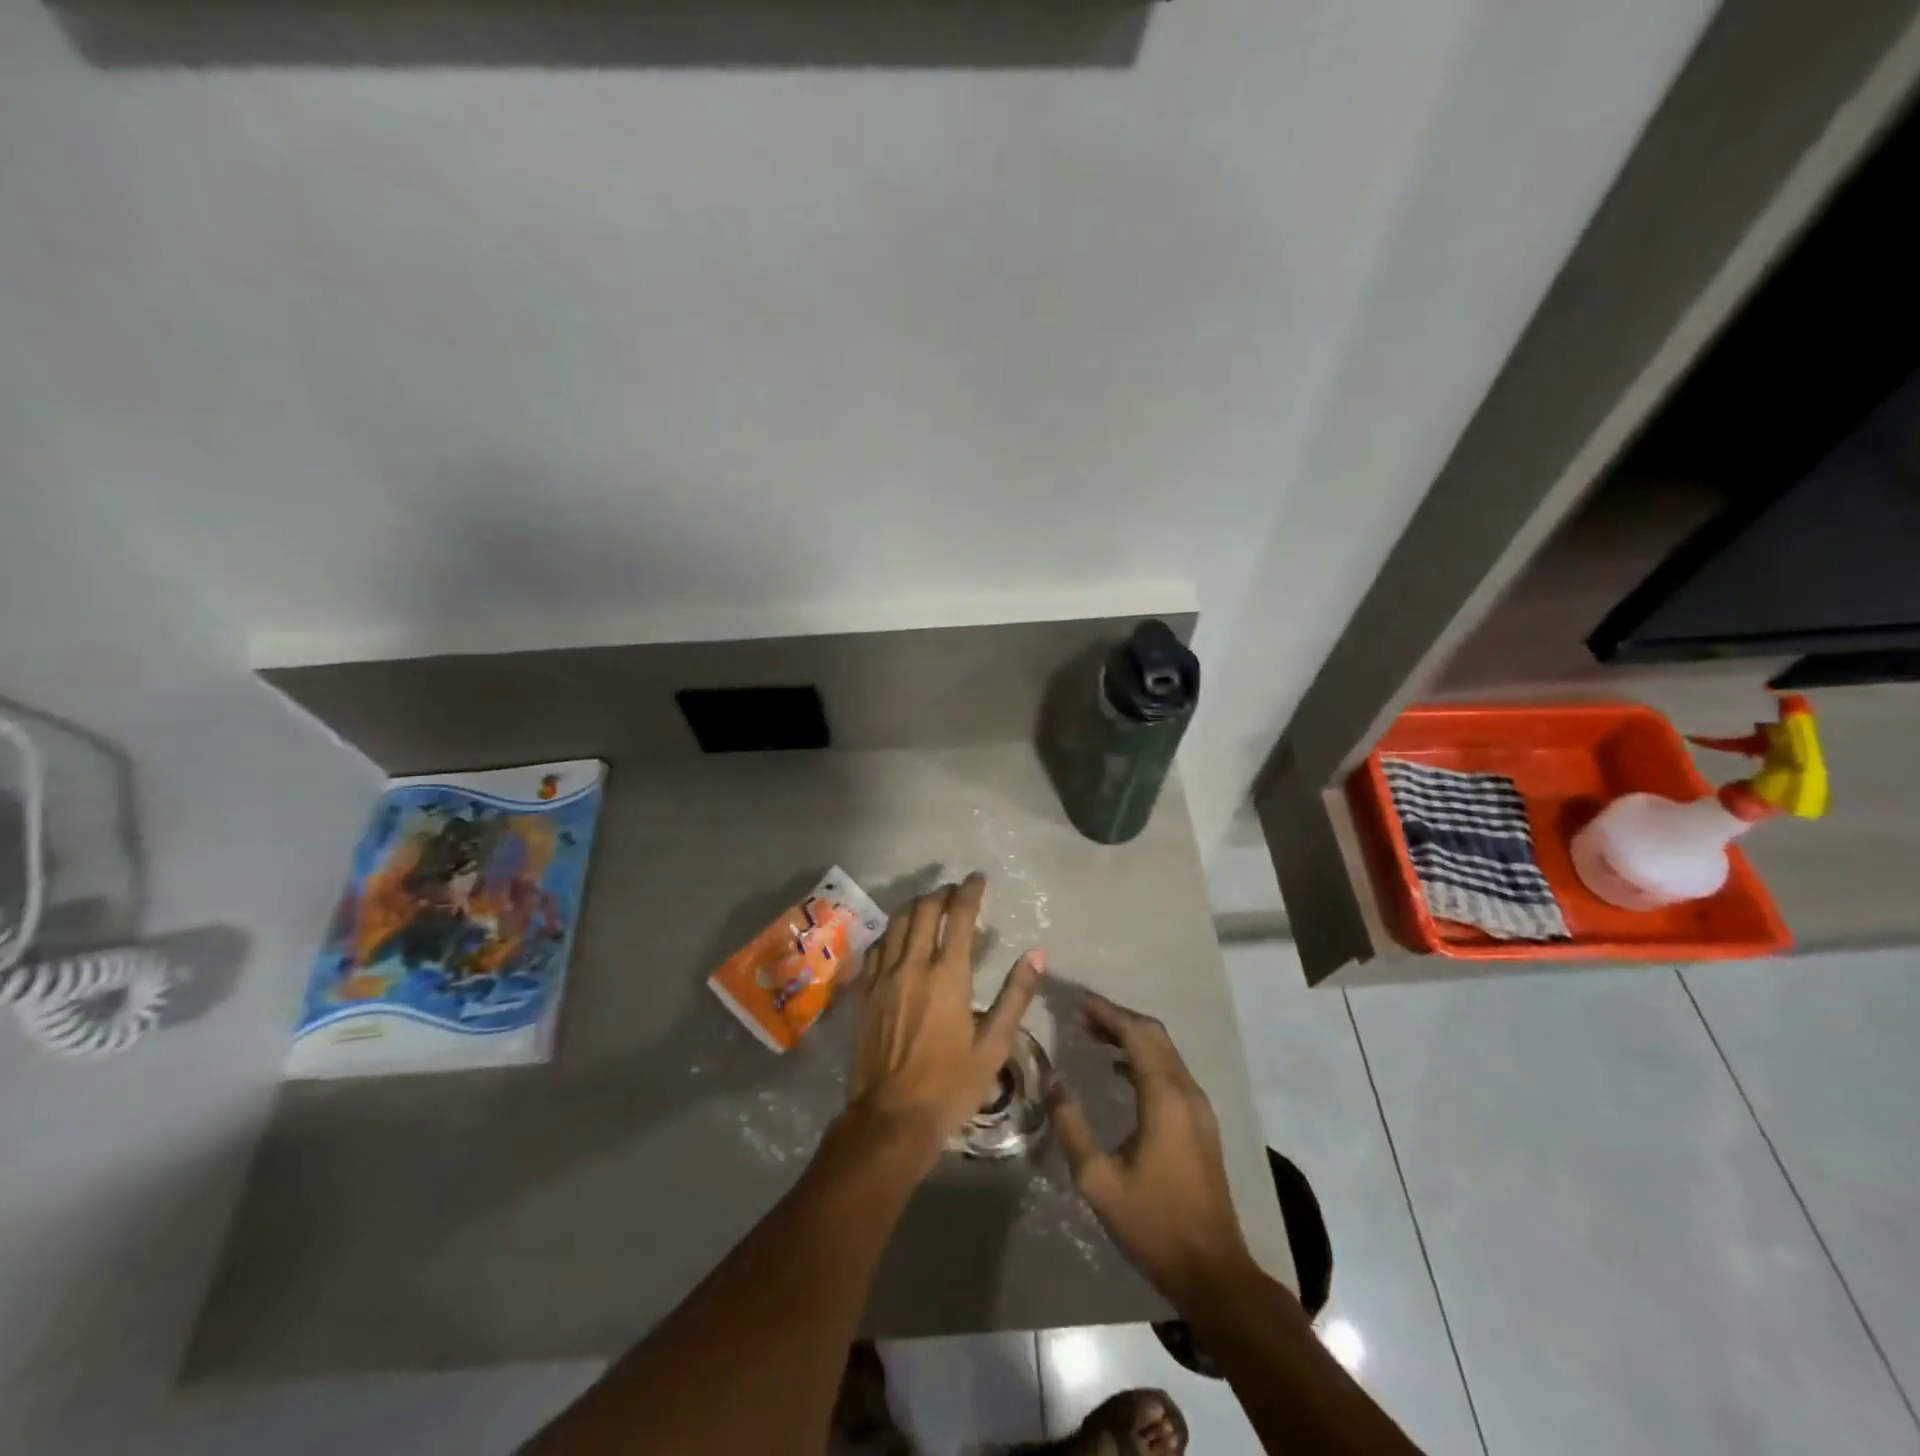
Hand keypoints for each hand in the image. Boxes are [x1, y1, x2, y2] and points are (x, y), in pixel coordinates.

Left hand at [846, 873, 1041, 1172]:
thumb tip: (1036, 954)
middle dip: (941, 894)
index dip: (969, 891)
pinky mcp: (865, 992)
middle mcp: (912, 965)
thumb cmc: (950, 1084)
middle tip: (955, 892)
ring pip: (897, 923)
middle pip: (923, 910)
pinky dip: (892, 931)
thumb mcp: (994, 1044)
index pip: (959, 916)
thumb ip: (1015, 995)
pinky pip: (877, 946)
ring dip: (915, 907)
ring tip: (930, 905)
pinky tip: (899, 937)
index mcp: (948, 975)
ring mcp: (883, 977)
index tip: (977, 878)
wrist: (891, 1117)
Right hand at [1050, 992, 1255, 1306]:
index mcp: (1164, 1097)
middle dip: (1117, 1018)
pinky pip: (1170, 1071)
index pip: (1135, 1034)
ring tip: (1093, 1034)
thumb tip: (1053, 1080)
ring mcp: (1198, 1106)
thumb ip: (1071, 1126)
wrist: (1213, 1271)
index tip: (1076, 1001)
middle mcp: (1186, 1091)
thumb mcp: (1098, 1180)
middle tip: (1080, 1015)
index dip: (1105, 1012)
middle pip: (1153, 1034)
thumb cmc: (1153, 1224)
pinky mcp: (1201, 1122)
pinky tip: (1119, 1069)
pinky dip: (1143, 1058)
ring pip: (1164, 1051)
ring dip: (1131, 1036)